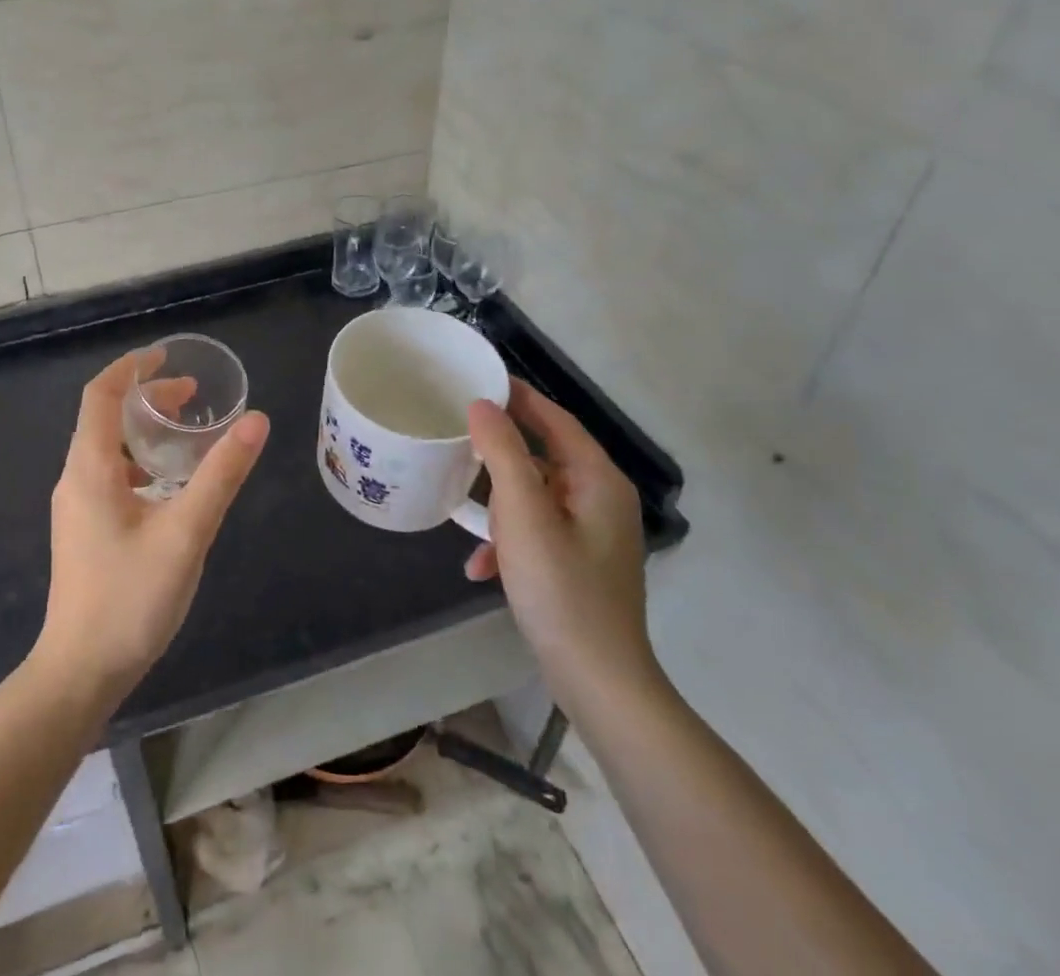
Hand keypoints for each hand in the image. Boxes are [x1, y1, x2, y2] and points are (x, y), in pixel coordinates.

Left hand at [34, 348, 269, 702]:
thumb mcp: (185, 532)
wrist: (79, 673)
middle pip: (104, 417)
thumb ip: (221, 474)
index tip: (168, 356)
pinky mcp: (84, 530)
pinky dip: (140, 460)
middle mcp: (75, 478)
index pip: (101, 394)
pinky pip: (109, 475)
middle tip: (192, 396)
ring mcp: (76, 507)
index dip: (132, 367)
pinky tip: (169, 485)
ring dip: (144, 429)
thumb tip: (255, 420)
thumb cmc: (129, 599)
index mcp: (89, 468)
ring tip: (187, 433)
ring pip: (107, 448)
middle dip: (146, 397)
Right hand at [465, 377, 659, 712]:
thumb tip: (483, 406)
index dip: (518, 395)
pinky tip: (480, 566)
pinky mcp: (580, 563)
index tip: (478, 378)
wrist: (598, 681)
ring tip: (465, 507)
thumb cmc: (560, 589)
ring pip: (536, 496)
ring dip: (500, 503)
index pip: (555, 418)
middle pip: (545, 455)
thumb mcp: (523, 514)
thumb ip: (503, 452)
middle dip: (501, 451)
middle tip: (457, 434)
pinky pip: (538, 532)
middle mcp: (602, 499)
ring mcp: (593, 534)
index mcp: (598, 480)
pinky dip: (510, 540)